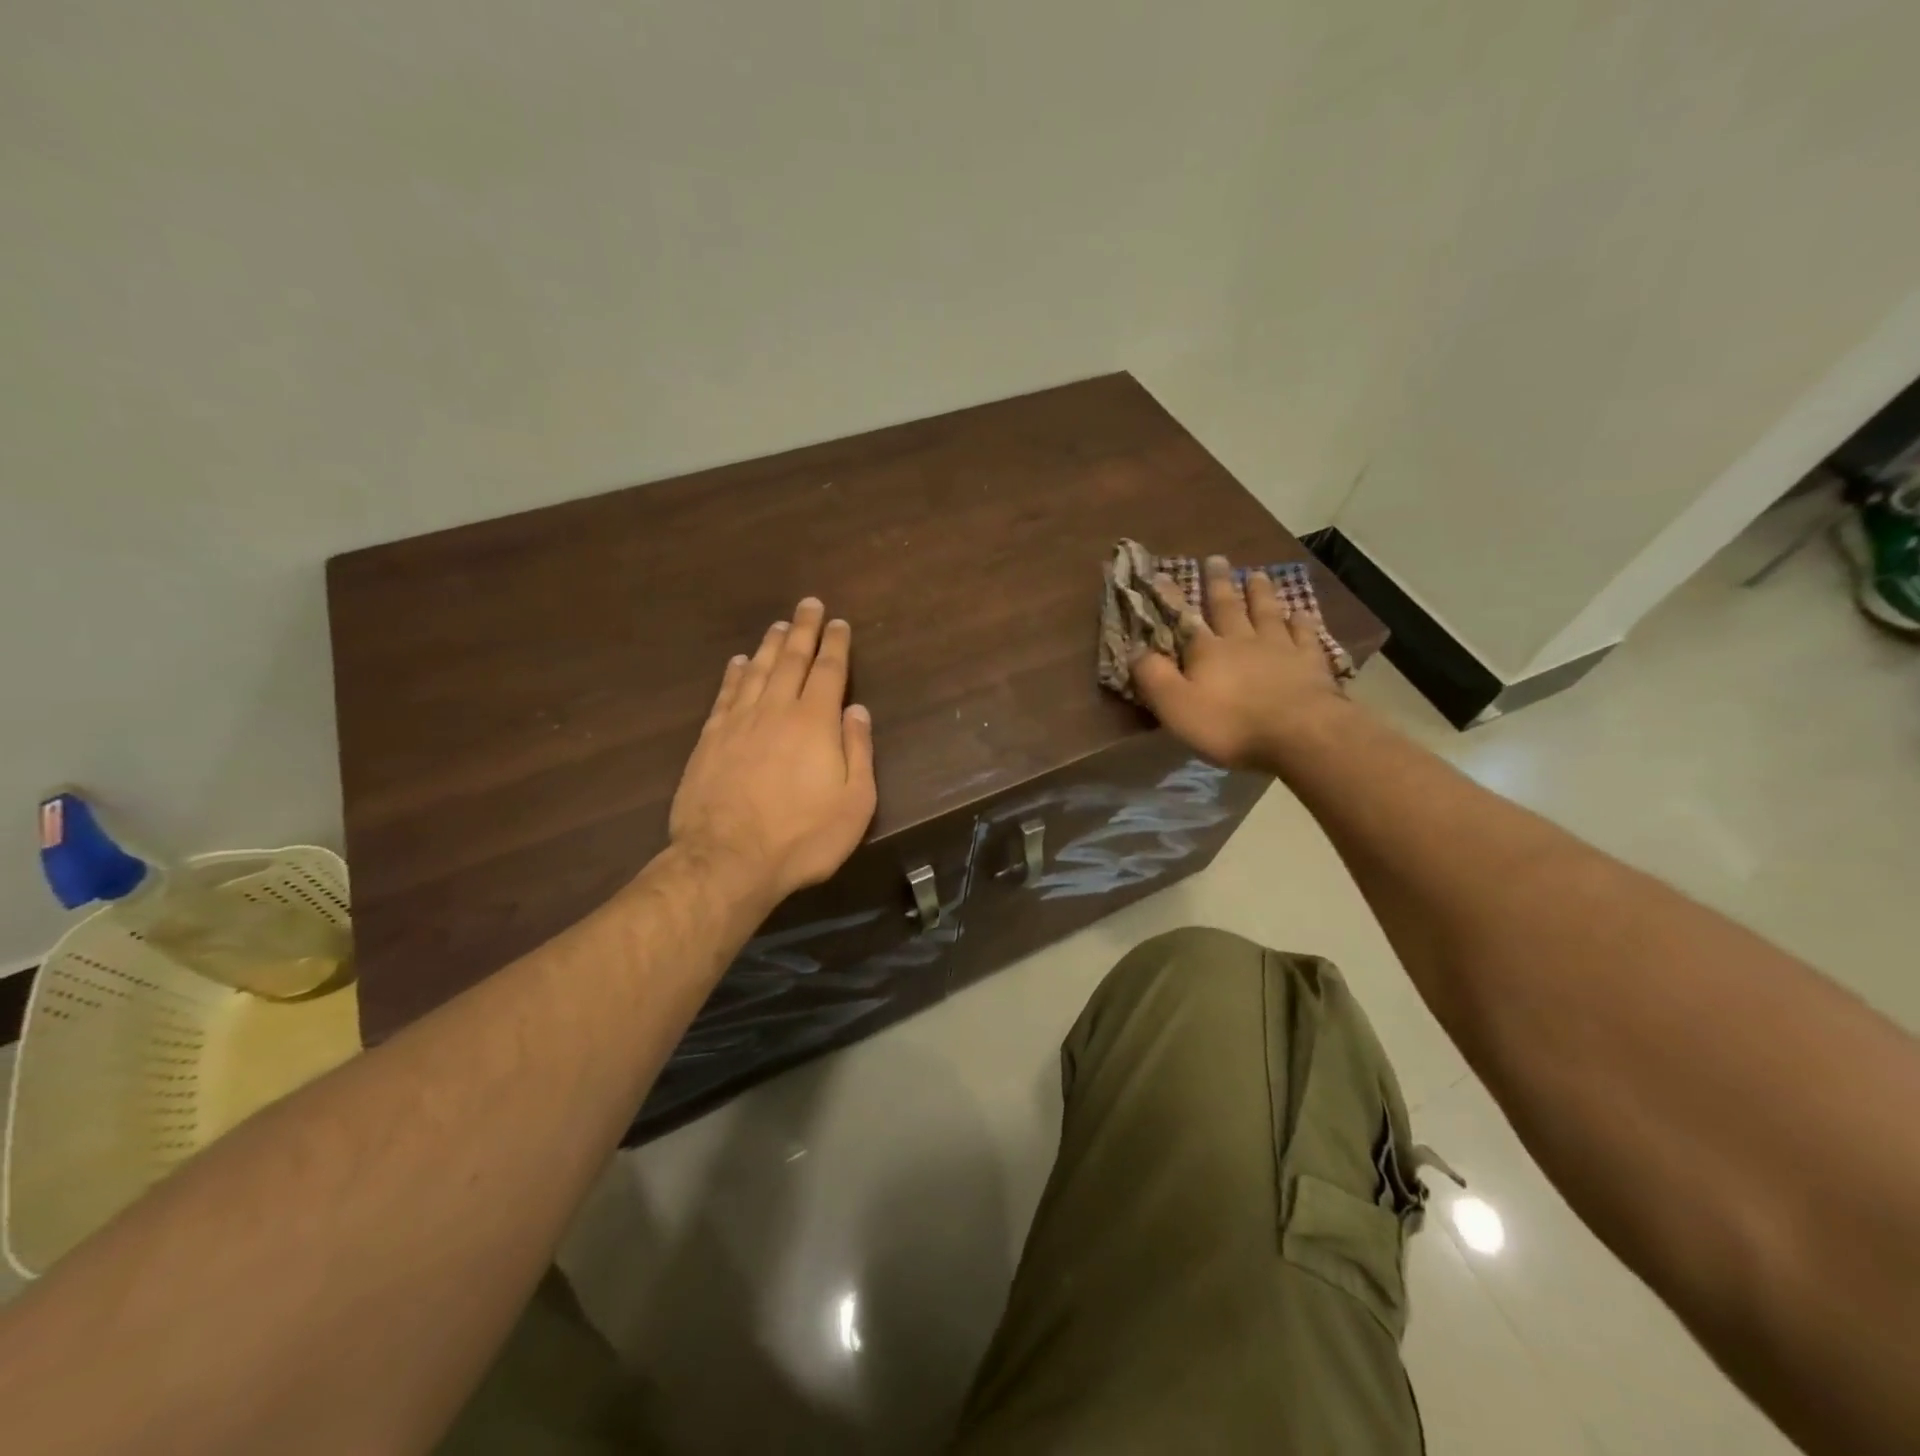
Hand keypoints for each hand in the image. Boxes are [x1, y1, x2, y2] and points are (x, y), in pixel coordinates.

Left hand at [669, 598, 877, 909]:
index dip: (836, 644)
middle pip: (791, 660)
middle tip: (809, 604)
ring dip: (770, 645)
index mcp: (815, 722)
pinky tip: (738, 662)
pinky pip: (725, 695)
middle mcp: (776, 710)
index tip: (839, 622)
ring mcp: (738, 723)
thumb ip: (858, 751)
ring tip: (780, 625)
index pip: (829, 671)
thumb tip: (858, 710)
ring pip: (756, 671)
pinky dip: (734, 674)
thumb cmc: (802, 837)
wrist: (727, 861)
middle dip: (803, 630)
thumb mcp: (854, 803)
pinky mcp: (710, 740)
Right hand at [1130, 555, 1349, 772]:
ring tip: (1257, 574)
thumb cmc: (1230, 724)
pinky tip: (1300, 612)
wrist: (1300, 734)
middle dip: (1220, 583)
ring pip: (1267, 613)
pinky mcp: (1311, 663)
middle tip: (1217, 558)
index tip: (1161, 574)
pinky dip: (1301, 621)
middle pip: (1229, 606)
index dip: (1171, 598)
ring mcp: (1281, 648)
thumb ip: (1153, 676)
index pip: (1184, 619)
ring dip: (1261, 593)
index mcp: (1207, 651)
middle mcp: (1243, 640)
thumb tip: (1133, 648)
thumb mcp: (1176, 705)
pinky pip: (1305, 634)